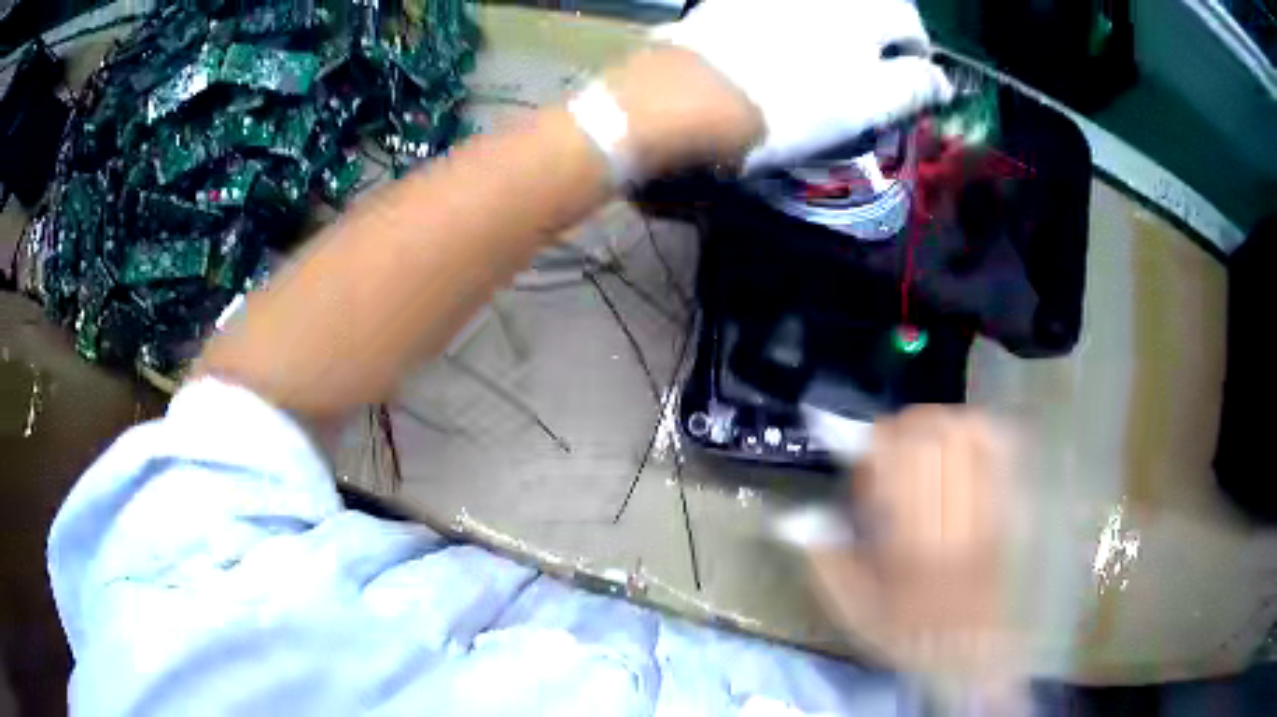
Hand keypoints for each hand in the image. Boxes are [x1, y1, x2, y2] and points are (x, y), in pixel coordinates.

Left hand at [654, 0, 952, 173]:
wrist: (696, 95)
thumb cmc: (792, 105)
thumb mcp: (866, 105)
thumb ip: (912, 87)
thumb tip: (944, 82)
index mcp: (864, 13)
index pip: (910, 24)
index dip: (918, 52)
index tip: (912, 75)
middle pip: (874, 4)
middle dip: (885, 28)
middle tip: (878, 61)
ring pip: (831, 4)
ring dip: (846, 20)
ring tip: (838, 50)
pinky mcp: (740, 0)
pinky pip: (787, 7)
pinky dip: (803, 17)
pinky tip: (792, 37)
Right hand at [806, 407, 1023, 690]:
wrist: (967, 645)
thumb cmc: (907, 630)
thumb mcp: (854, 608)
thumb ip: (825, 559)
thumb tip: (796, 516)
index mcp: (910, 541)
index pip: (897, 464)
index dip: (875, 446)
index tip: (862, 458)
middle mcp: (950, 514)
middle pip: (933, 436)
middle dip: (903, 427)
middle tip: (887, 446)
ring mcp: (984, 504)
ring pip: (965, 433)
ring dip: (936, 423)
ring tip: (919, 440)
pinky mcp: (1005, 501)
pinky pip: (999, 447)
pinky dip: (977, 429)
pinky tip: (959, 437)